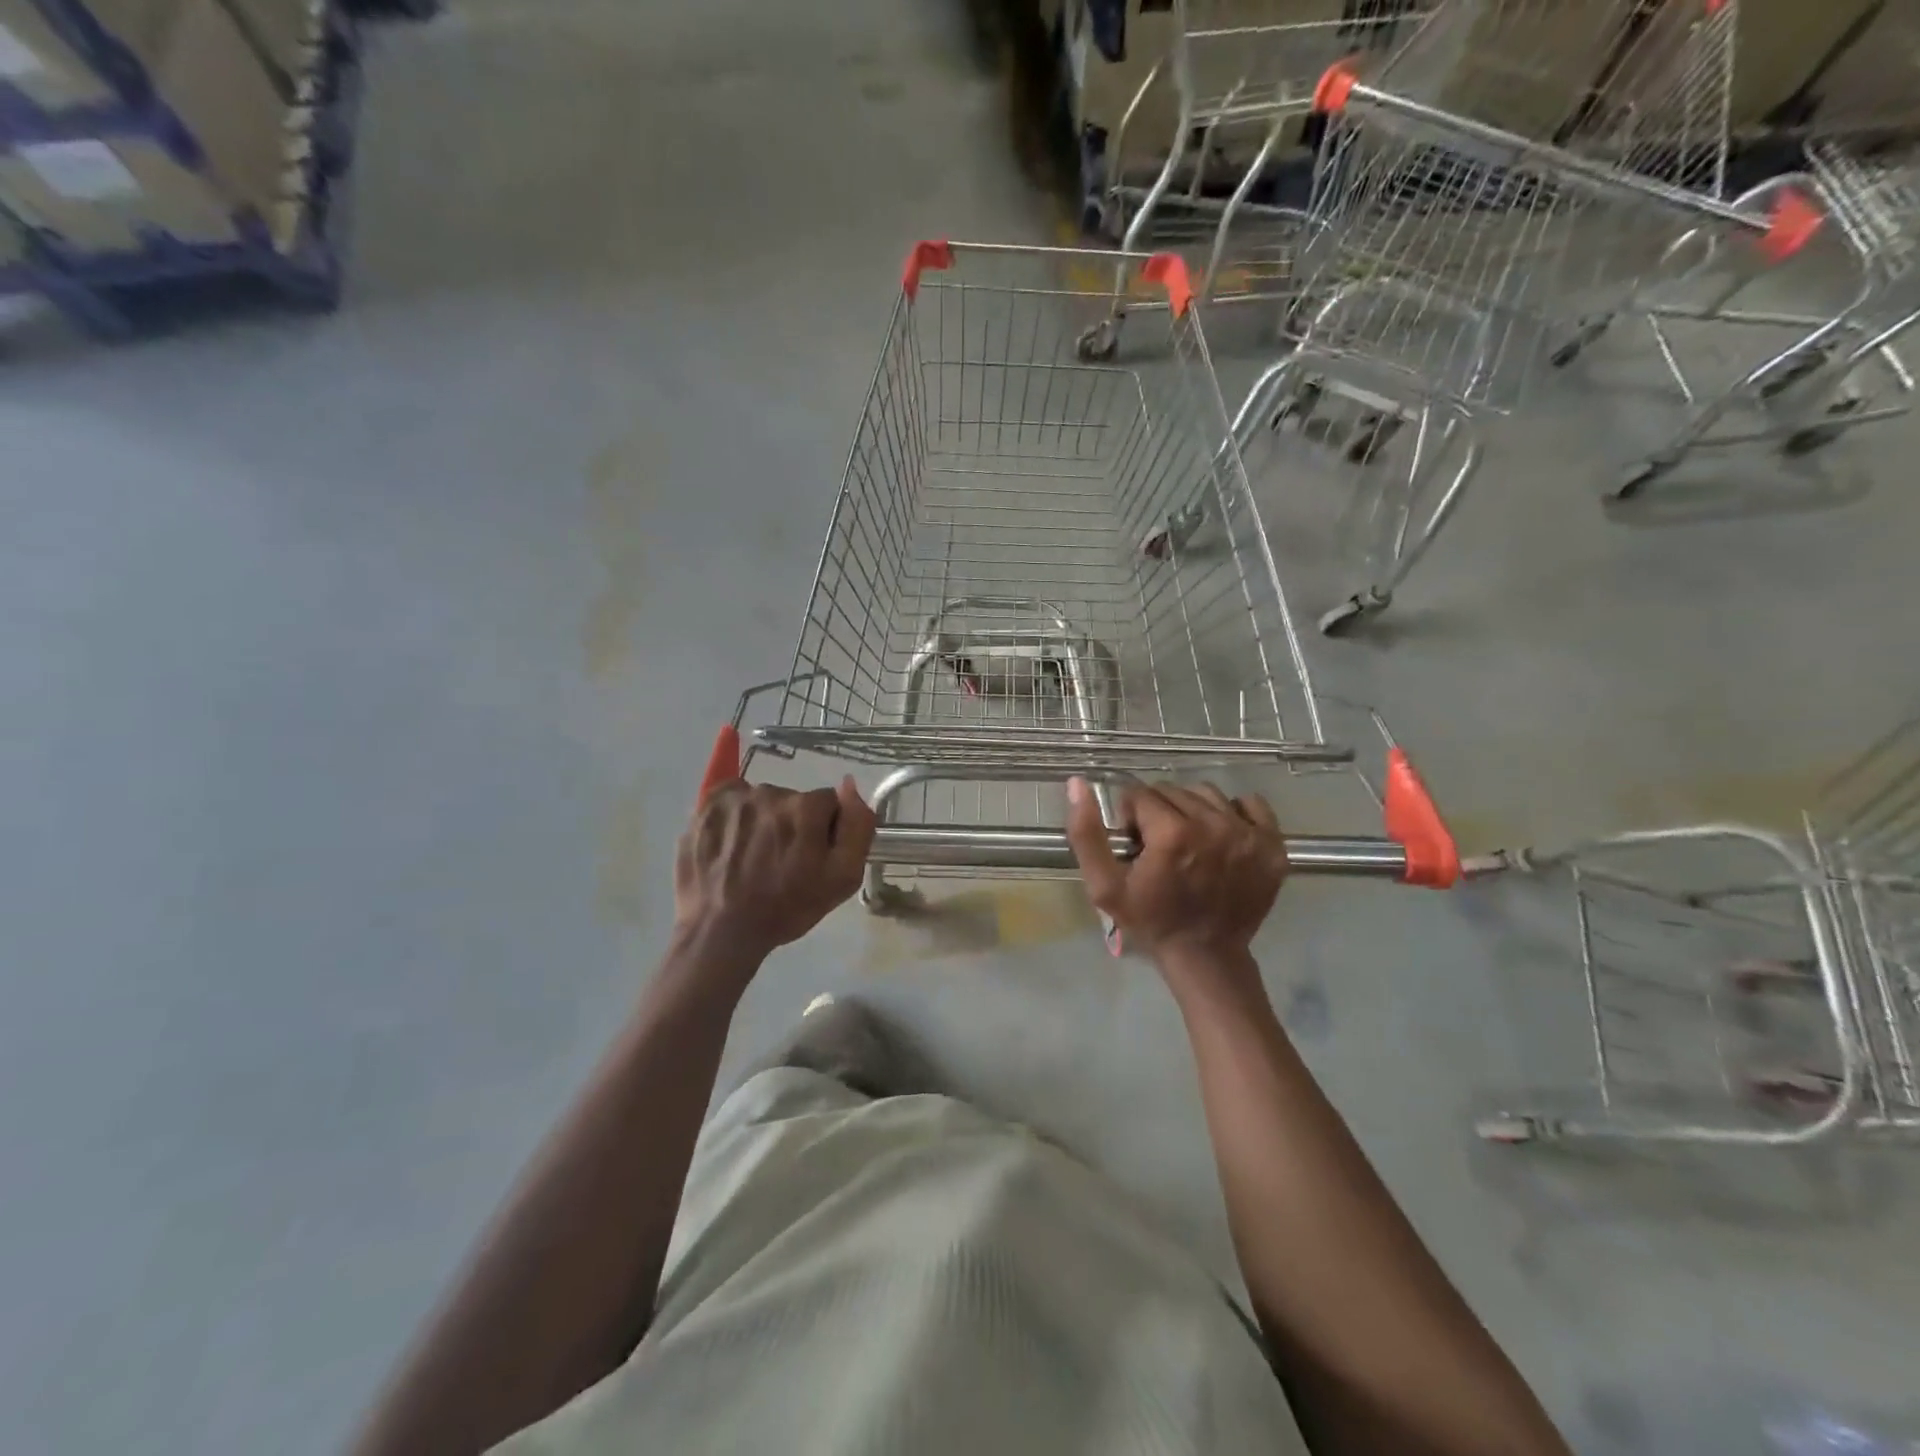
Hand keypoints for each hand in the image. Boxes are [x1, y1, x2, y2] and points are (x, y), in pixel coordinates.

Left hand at [674, 778, 875, 966]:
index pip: (828, 803)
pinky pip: (732, 797)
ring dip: (764, 821)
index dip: (824, 830)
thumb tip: (851, 785)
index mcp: (806, 809)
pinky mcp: (706, 807)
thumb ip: (856, 828)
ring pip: (763, 801)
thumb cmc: (786, 908)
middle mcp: (771, 793)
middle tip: (781, 862)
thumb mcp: (841, 878)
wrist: (721, 932)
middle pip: (794, 800)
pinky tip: (732, 842)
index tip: (811, 856)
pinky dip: (736, 814)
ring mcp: (735, 799)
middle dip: (793, 825)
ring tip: (753, 858)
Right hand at [1065, 777, 1285, 968]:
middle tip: (1159, 845)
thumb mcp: (1104, 886)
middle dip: (1159, 812)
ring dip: (1192, 809)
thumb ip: (1086, 833)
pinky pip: (1250, 803)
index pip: (1140, 794)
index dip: (1130, 816)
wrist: (1206, 956)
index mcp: (1172, 833)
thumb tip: (1078, 783)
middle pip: (1173, 791)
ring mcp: (1248, 834)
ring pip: (1208, 794)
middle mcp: (1213, 824)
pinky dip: (1234, 812)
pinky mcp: (1272, 844)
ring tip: (1188, 840)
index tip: (1134, 843)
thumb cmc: (1150, 920)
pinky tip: (1221, 836)